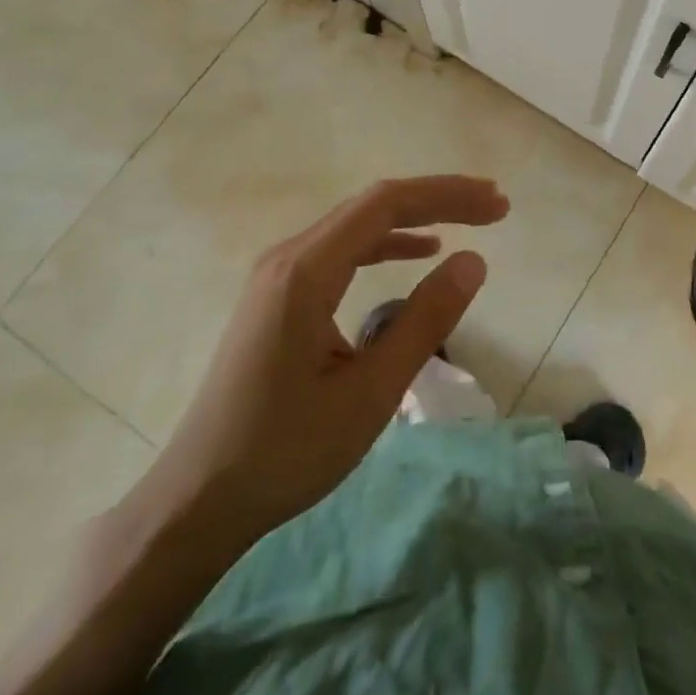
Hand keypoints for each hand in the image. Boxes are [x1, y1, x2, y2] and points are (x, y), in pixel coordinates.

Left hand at [133, 175, 508, 556]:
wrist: (198, 499)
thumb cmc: (286, 451)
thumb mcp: (371, 392)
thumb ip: (425, 321)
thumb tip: (474, 261)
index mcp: (306, 271)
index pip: (386, 203)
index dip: (447, 195)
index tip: (496, 204)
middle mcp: (288, 257)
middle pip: (372, 205)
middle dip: (437, 199)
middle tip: (494, 206)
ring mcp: (278, 275)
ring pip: (357, 225)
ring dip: (415, 218)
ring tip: (468, 221)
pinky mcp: (279, 296)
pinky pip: (341, 250)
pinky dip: (386, 243)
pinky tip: (418, 252)